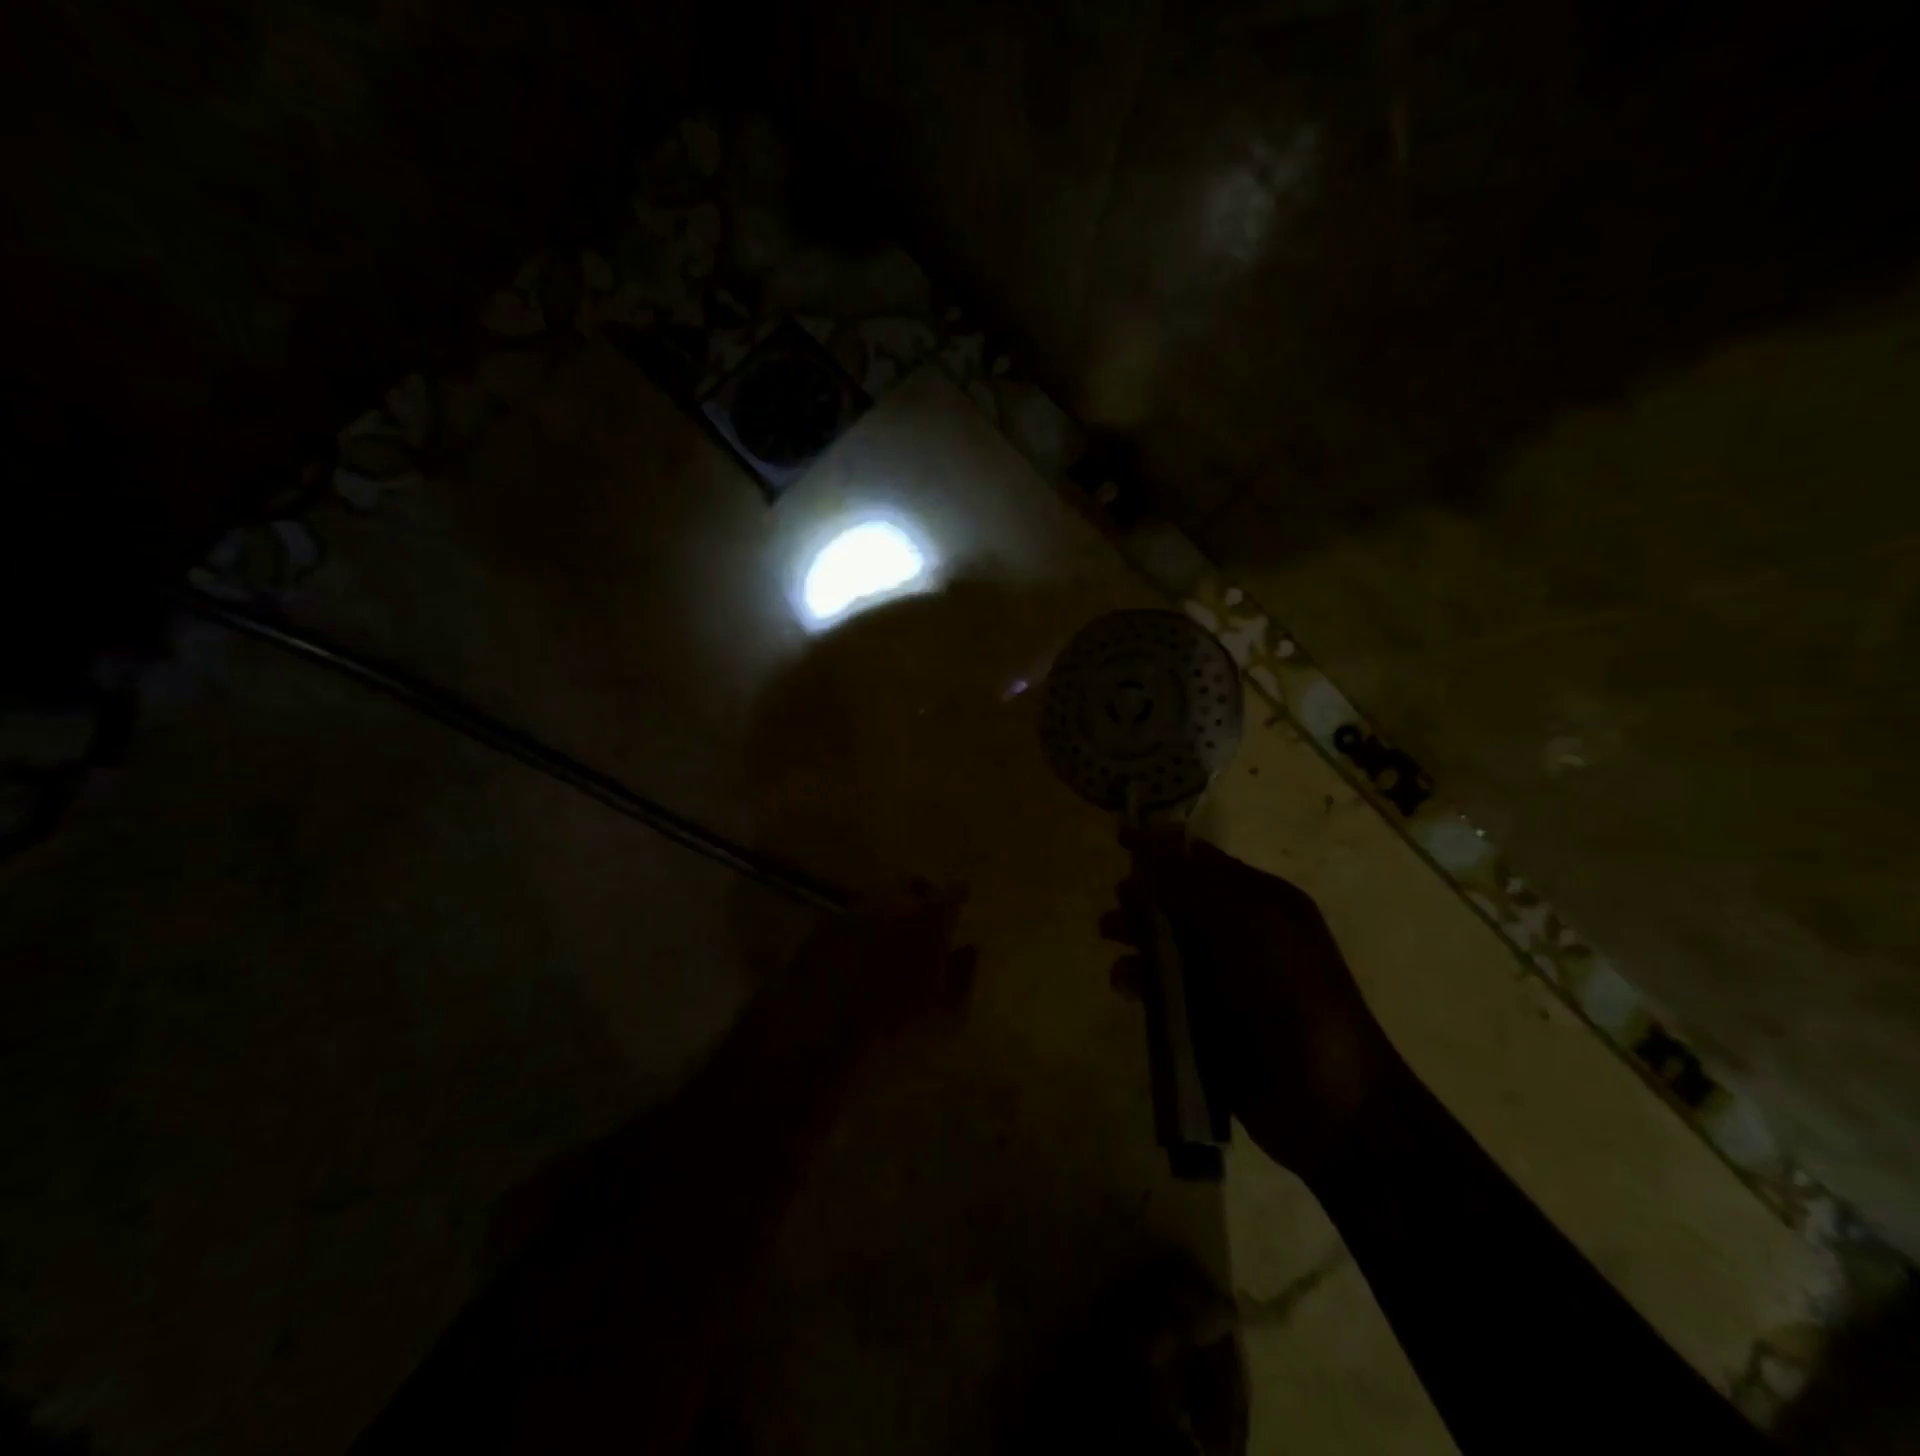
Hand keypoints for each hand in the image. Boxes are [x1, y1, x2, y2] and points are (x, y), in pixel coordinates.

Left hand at [776, 881, 975, 1062]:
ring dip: (891, 908)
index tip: (960, 905)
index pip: (954, 891)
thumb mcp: (942, 1007)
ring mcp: (856, 907)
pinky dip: (863, 924)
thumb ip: (963, 973)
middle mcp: (893, 900)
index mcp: (928, 917)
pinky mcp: (826, 921)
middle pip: (914, 883)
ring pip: (881, 894)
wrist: (820, 1029)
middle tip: (924, 921)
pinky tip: (860, 949)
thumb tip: (971, 948)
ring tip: (890, 936)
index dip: (958, 898)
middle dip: (922, 896)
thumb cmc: (892, 1020)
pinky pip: (854, 912)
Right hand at [1101, 830, 1404, 1177]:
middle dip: (1143, 893)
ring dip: (1133, 932)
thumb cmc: (1292, 994)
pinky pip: (1157, 988)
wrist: (1328, 1100)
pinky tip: (1128, 987)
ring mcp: (1216, 978)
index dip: (1162, 847)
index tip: (1120, 837)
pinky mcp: (1198, 1019)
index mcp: (1258, 901)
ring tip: (1111, 934)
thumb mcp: (1246, 923)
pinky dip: (1138, 979)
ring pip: (1160, 942)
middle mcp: (1235, 932)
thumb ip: (1191, 884)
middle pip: (1175, 899)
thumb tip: (1151, 838)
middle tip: (1123, 900)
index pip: (1201, 860)